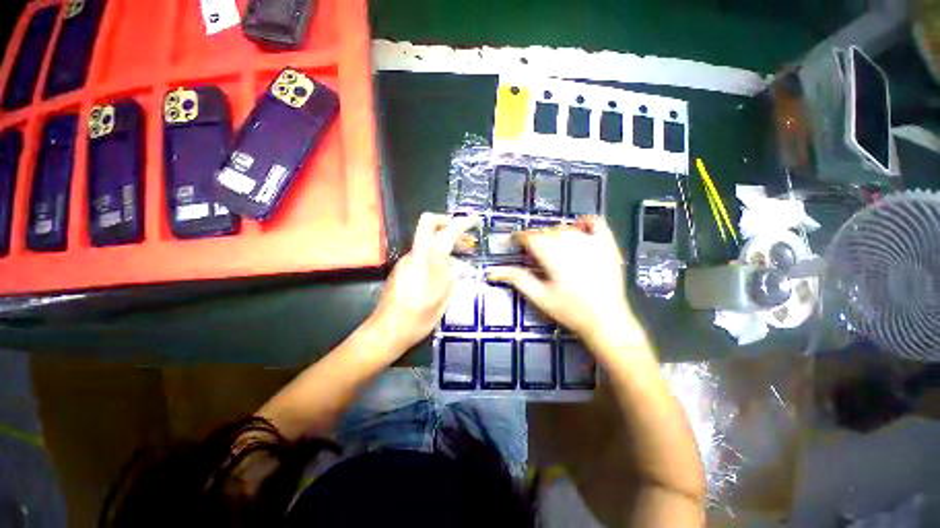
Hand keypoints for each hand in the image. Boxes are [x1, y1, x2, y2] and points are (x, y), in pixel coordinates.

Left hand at [369, 213, 478, 355]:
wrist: (387, 330)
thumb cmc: (418, 316)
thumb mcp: (442, 297)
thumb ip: (451, 275)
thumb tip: (456, 264)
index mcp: (426, 260)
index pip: (445, 231)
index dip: (461, 223)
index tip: (474, 220)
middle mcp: (414, 254)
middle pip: (429, 224)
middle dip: (448, 223)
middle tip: (465, 238)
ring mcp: (405, 260)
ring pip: (426, 239)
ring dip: (444, 240)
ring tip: (461, 254)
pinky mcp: (401, 268)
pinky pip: (422, 252)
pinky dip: (436, 253)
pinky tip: (445, 269)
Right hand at [488, 216, 637, 348]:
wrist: (607, 320)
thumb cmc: (570, 311)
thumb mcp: (540, 296)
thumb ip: (517, 279)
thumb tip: (492, 270)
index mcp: (552, 255)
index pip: (530, 237)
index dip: (519, 238)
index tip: (514, 243)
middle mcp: (571, 243)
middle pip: (546, 232)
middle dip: (536, 239)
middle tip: (533, 253)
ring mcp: (591, 241)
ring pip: (565, 227)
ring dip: (555, 234)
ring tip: (552, 249)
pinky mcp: (607, 243)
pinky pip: (595, 222)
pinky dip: (584, 222)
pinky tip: (578, 230)